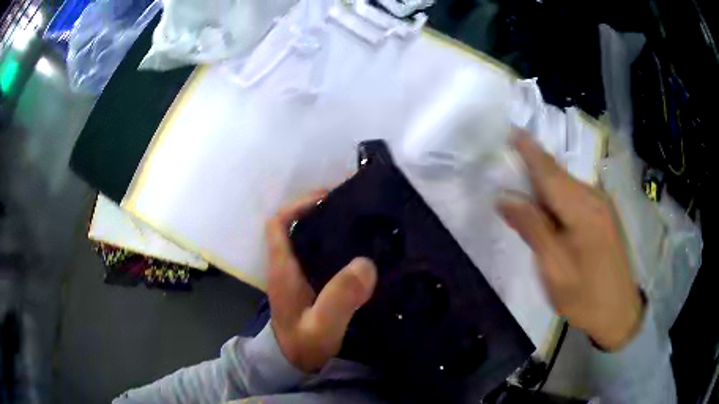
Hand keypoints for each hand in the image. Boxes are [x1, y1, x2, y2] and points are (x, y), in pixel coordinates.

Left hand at [266, 190, 377, 371]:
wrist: (296, 366)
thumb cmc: (305, 347)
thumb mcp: (323, 327)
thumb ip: (339, 298)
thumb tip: (366, 264)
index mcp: (283, 270)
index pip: (278, 224)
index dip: (297, 205)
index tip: (327, 198)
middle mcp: (286, 267)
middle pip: (294, 226)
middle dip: (318, 210)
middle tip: (352, 205)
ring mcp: (296, 277)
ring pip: (306, 240)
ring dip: (327, 227)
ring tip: (360, 222)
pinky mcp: (307, 286)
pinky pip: (318, 256)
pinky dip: (334, 247)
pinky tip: (357, 251)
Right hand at [498, 134, 642, 350]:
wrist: (619, 313)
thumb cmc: (585, 296)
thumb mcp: (554, 268)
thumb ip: (533, 229)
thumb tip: (504, 197)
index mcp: (582, 209)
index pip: (548, 171)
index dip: (528, 150)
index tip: (509, 130)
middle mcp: (593, 197)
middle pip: (556, 174)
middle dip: (531, 164)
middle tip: (505, 157)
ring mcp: (601, 205)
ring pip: (565, 184)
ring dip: (542, 180)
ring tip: (519, 179)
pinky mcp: (602, 215)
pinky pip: (573, 196)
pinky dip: (555, 194)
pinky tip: (545, 204)